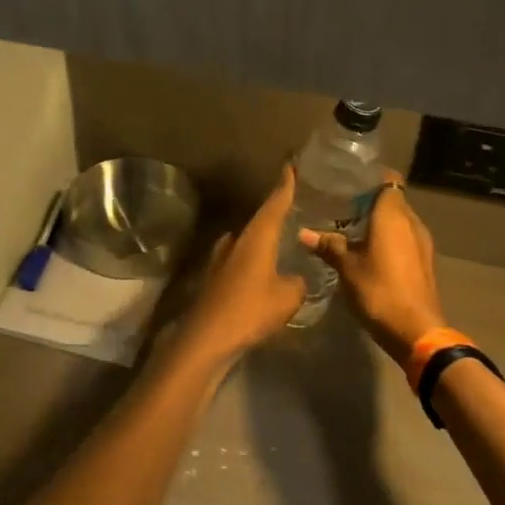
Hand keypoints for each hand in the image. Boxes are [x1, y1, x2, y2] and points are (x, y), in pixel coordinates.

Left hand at [178, 166, 307, 361]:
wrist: (206, 338)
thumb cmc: (250, 310)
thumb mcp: (288, 297)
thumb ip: (297, 283)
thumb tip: (296, 278)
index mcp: (256, 237)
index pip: (274, 203)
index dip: (284, 186)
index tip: (290, 166)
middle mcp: (235, 240)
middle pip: (259, 221)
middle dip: (276, 216)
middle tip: (296, 211)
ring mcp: (220, 258)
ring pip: (247, 242)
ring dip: (263, 241)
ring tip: (283, 243)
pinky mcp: (213, 278)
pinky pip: (240, 261)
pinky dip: (253, 261)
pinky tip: (264, 273)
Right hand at [300, 173, 446, 365]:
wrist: (416, 330)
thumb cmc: (379, 290)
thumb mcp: (346, 268)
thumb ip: (328, 246)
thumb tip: (303, 233)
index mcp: (393, 215)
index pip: (388, 180)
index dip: (370, 177)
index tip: (349, 180)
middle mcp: (412, 222)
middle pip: (392, 200)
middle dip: (370, 200)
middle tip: (341, 204)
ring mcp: (422, 243)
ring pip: (399, 221)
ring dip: (379, 222)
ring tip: (351, 228)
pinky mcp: (424, 262)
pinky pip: (404, 239)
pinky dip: (389, 239)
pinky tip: (368, 252)